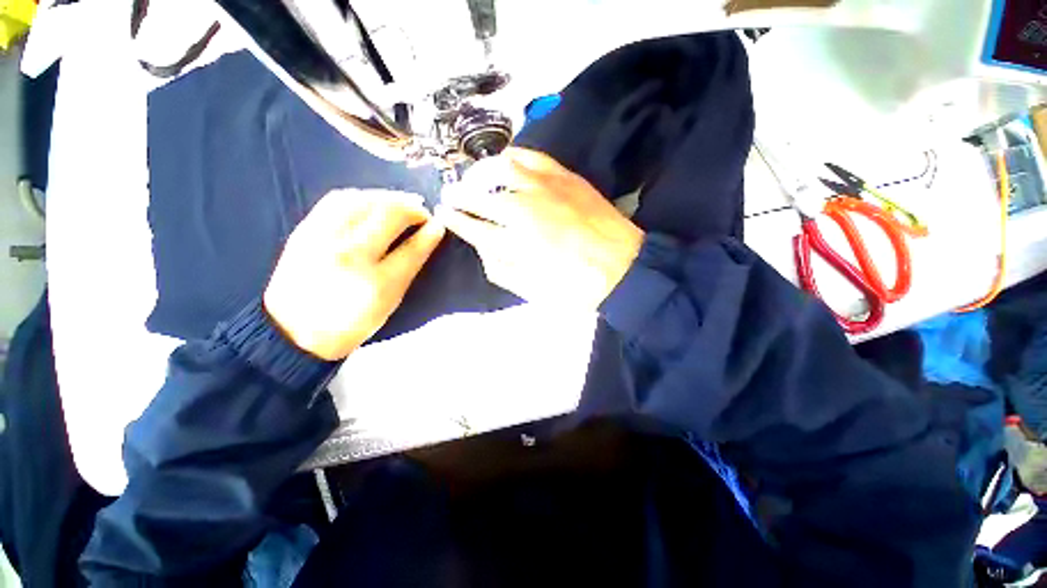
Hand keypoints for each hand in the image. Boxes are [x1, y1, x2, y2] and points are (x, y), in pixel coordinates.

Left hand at [264, 190, 444, 360]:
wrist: (294, 332)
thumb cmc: (351, 322)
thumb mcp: (390, 302)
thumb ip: (411, 265)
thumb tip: (431, 234)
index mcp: (375, 283)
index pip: (411, 249)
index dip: (429, 232)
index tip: (438, 225)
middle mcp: (349, 255)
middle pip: (387, 215)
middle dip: (411, 208)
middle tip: (422, 213)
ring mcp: (323, 239)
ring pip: (362, 200)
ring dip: (388, 197)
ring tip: (401, 203)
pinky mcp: (304, 230)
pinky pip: (336, 200)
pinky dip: (361, 196)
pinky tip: (372, 201)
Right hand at [437, 147, 643, 308]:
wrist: (622, 267)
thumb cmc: (575, 287)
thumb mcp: (531, 291)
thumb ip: (500, 269)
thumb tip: (482, 247)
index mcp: (513, 242)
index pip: (471, 225)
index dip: (455, 219)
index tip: (444, 213)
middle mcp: (522, 209)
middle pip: (479, 195)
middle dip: (459, 195)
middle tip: (452, 195)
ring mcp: (543, 187)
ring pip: (500, 168)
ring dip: (481, 173)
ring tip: (476, 178)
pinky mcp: (564, 176)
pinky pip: (530, 155)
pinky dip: (512, 156)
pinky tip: (507, 163)